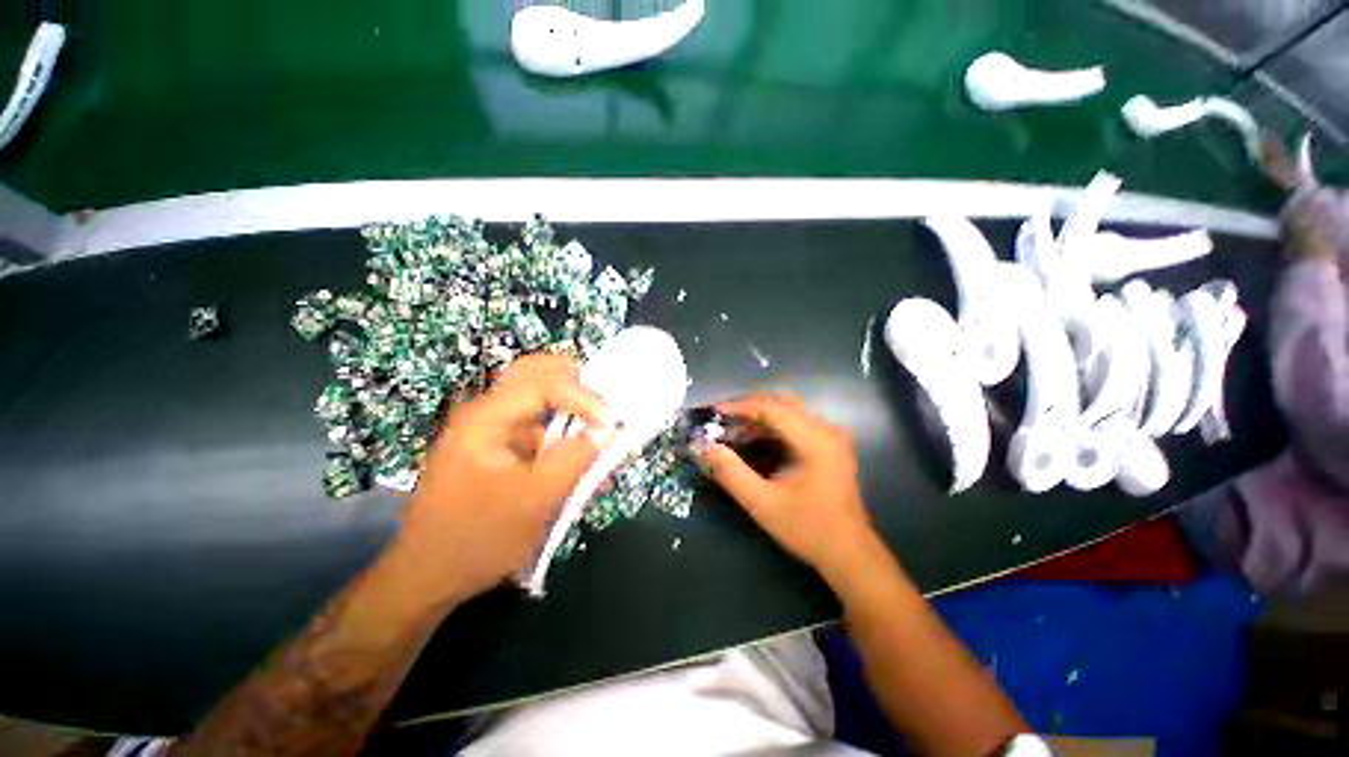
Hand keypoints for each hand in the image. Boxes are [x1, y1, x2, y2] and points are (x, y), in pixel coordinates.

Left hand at [394, 355, 610, 602]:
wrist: (428, 579)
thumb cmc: (477, 538)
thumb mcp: (535, 500)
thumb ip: (575, 459)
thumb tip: (609, 430)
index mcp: (486, 419)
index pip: (542, 384)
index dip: (583, 397)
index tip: (611, 423)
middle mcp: (487, 416)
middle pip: (534, 376)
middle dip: (574, 383)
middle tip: (604, 397)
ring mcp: (491, 434)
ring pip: (539, 405)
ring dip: (572, 415)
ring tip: (600, 437)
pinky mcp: (498, 452)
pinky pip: (537, 434)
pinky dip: (562, 441)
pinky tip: (580, 466)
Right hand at [695, 395, 875, 578]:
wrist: (849, 553)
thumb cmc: (808, 529)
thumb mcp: (762, 503)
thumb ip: (730, 472)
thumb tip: (702, 447)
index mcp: (815, 439)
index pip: (772, 407)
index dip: (740, 406)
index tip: (713, 413)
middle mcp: (826, 429)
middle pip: (780, 402)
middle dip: (747, 408)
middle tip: (720, 420)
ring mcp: (829, 436)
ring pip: (787, 411)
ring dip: (758, 417)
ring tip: (731, 431)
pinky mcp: (827, 445)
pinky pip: (794, 424)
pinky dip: (770, 427)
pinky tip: (752, 440)